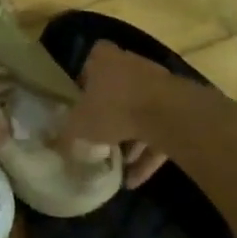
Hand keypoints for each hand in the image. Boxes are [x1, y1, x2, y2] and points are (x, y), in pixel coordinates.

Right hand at [58, 42, 173, 187]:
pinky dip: (148, 153)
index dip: (86, 78)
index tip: (81, 99)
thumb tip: (56, 144)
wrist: (167, 115)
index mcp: (105, 60)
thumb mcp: (78, 125)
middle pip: (118, 87)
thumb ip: (66, 134)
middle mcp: (132, 65)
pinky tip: (136, 179)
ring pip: (140, 112)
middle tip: (99, 135)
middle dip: (110, 112)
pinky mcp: (179, 108)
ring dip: (131, 138)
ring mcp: (158, 85)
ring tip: (120, 165)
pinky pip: (159, 131)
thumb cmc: (113, 109)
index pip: (92, 59)